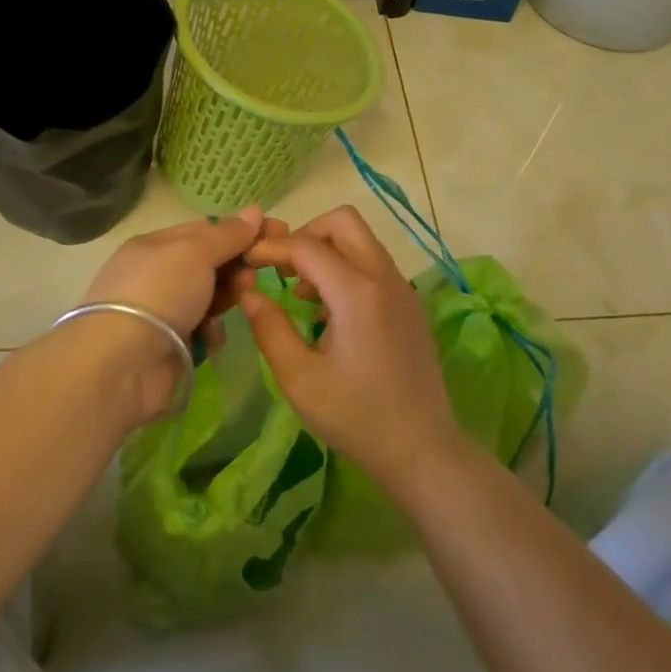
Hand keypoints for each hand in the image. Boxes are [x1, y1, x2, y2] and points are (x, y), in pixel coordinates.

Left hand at [72, 212, 268, 422]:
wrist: (123, 362)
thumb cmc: (160, 292)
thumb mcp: (195, 252)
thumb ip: (227, 234)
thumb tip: (255, 211)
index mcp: (156, 245)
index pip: (205, 230)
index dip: (241, 231)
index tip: (278, 233)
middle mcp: (158, 275)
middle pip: (210, 264)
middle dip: (237, 265)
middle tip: (257, 273)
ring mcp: (164, 312)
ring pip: (210, 297)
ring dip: (228, 296)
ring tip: (241, 300)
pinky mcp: (171, 345)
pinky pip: (203, 330)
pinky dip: (211, 331)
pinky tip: (210, 336)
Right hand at [237, 206, 462, 493]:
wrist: (422, 448)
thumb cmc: (356, 417)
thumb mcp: (300, 379)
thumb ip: (270, 329)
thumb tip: (248, 292)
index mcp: (357, 294)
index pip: (307, 246)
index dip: (272, 247)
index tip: (247, 261)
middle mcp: (385, 278)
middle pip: (344, 222)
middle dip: (306, 234)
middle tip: (282, 269)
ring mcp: (403, 288)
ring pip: (362, 240)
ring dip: (328, 251)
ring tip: (302, 293)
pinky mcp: (410, 303)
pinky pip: (374, 264)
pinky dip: (347, 268)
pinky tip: (329, 311)